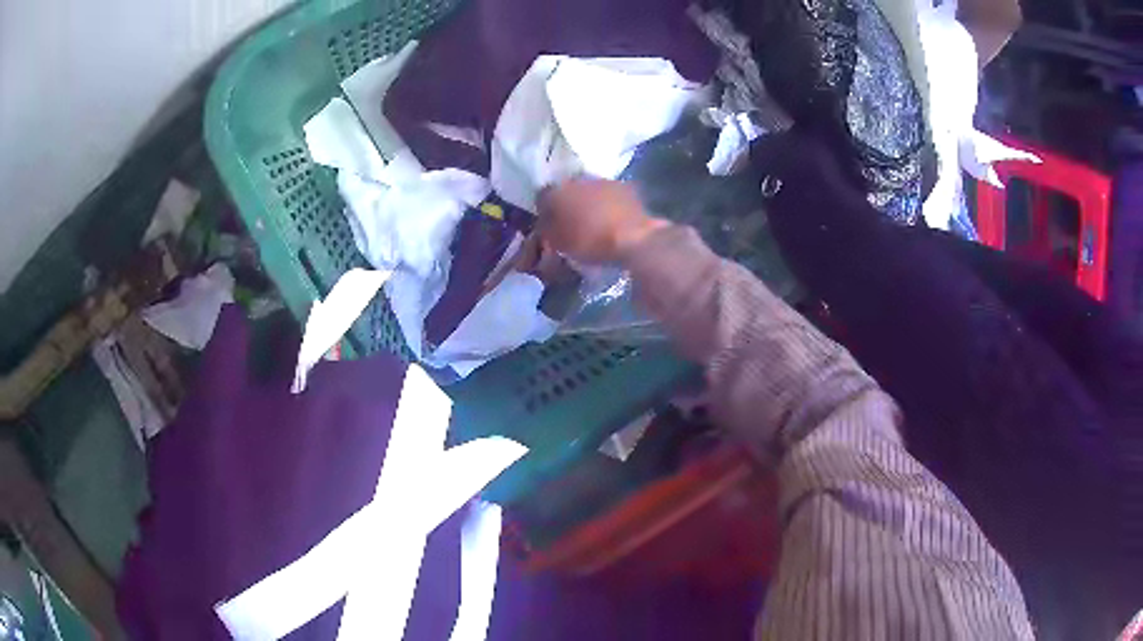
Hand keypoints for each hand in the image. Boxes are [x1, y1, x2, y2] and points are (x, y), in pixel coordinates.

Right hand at [536, 178, 669, 263]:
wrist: (633, 237)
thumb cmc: (590, 242)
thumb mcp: (559, 243)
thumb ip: (548, 230)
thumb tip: (545, 223)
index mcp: (557, 191)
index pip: (542, 195)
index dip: (545, 210)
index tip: (549, 224)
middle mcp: (578, 179)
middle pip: (567, 190)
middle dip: (568, 203)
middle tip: (572, 222)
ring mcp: (604, 181)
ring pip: (589, 190)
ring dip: (589, 202)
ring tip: (594, 220)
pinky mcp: (626, 187)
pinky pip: (610, 195)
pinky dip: (608, 205)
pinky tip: (612, 219)